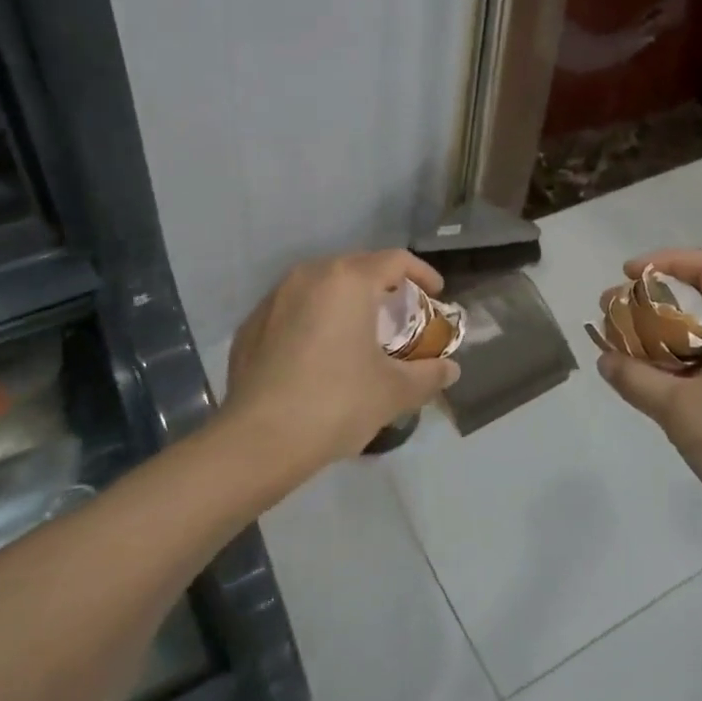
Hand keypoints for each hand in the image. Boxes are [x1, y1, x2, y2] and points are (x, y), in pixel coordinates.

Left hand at [224, 250, 459, 473]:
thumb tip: (451, 369)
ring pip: (321, 285)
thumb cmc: (337, 403)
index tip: (435, 296)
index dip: (422, 275)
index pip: (396, 260)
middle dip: (383, 286)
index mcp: (348, 280)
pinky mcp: (250, 325)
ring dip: (346, 301)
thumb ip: (429, 375)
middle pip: (357, 267)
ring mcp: (274, 298)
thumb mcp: (394, 391)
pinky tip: (318, 354)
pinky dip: (313, 319)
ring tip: (358, 332)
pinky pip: (292, 309)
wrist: (258, 440)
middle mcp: (309, 275)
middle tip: (399, 316)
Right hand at [595, 248, 701, 531]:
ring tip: (623, 345)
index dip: (664, 260)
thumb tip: (605, 359)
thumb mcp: (677, 408)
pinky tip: (648, 376)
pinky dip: (677, 356)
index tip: (627, 275)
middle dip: (653, 298)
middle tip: (614, 312)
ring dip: (662, 330)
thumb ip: (634, 377)